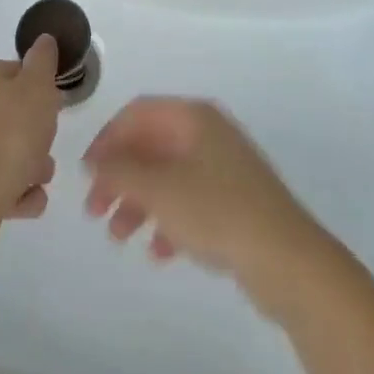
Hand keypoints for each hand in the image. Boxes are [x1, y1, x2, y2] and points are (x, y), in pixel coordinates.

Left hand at [0, 35, 63, 245]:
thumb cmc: (11, 130)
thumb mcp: (37, 85)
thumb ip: (43, 61)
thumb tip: (44, 40)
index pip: (17, 73)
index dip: (40, 86)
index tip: (55, 103)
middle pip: (14, 115)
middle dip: (38, 132)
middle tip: (50, 144)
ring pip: (9, 151)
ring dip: (32, 165)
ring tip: (41, 178)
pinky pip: (2, 184)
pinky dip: (19, 192)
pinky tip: (31, 199)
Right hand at [83, 98, 327, 305]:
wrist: (288, 259)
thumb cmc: (217, 211)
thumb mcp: (159, 189)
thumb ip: (121, 170)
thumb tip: (96, 158)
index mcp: (193, 116)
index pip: (138, 113)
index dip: (107, 139)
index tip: (86, 174)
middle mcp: (209, 133)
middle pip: (152, 145)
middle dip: (120, 176)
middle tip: (95, 212)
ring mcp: (226, 167)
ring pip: (169, 176)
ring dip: (140, 203)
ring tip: (120, 237)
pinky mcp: (237, 202)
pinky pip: (192, 202)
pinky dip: (170, 221)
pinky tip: (160, 253)